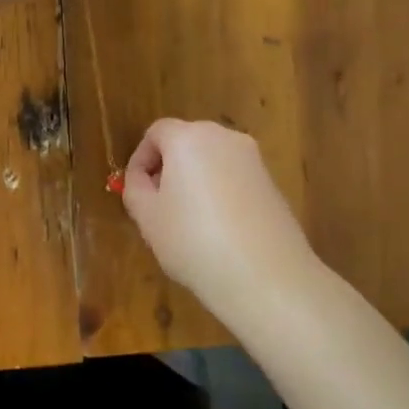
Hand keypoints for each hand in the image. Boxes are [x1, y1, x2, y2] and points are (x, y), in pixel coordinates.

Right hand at [121, 119, 319, 314]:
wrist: (266, 276)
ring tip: (187, 221)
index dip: (140, 158)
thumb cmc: (194, 241)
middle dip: (168, 167)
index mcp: (189, 138)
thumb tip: (143, 179)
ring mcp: (254, 160)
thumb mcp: (148, 218)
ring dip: (195, 180)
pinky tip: (218, 230)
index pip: (156, 132)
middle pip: (186, 142)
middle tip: (157, 204)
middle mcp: (224, 138)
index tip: (135, 188)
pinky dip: (220, 193)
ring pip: (212, 160)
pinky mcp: (273, 184)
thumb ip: (136, 188)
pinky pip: (235, 178)